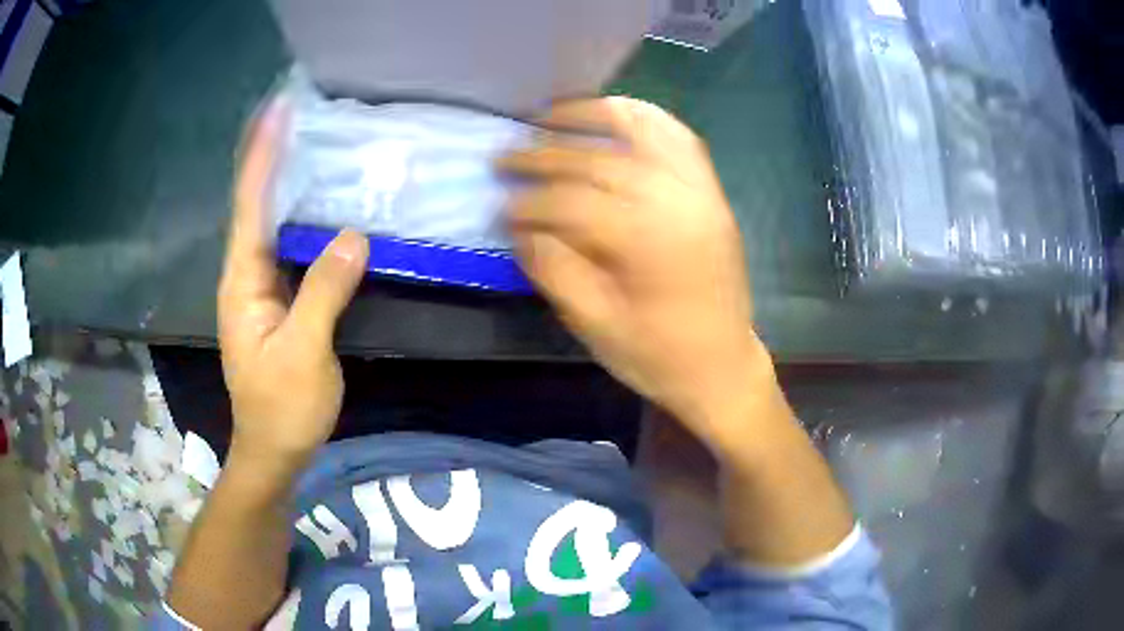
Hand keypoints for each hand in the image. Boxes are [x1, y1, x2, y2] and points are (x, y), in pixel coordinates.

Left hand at [218, 98, 368, 472]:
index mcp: (242, 282)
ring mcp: (261, 289)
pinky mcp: (279, 301)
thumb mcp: (304, 353)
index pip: (250, 206)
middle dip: (272, 158)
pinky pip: (290, 248)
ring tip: (311, 143)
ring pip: (273, 225)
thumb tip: (353, 235)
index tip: (277, 112)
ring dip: (287, 182)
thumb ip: (323, 293)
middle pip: (256, 205)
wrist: (273, 449)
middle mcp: (246, 276)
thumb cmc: (282, 408)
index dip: (263, 157)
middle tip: (298, 115)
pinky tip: (324, 204)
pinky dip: (303, 218)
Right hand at [500, 98, 769, 448]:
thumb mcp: (594, 324)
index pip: (572, 202)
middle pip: (600, 160)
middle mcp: (678, 200)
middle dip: (545, 155)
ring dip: (593, 114)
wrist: (721, 366)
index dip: (529, 202)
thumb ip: (553, 268)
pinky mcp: (710, 192)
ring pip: (644, 129)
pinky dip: (643, 118)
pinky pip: (678, 137)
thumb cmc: (657, 355)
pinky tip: (612, 115)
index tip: (500, 206)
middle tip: (506, 155)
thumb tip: (521, 226)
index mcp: (648, 240)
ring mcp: (700, 190)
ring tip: (550, 115)